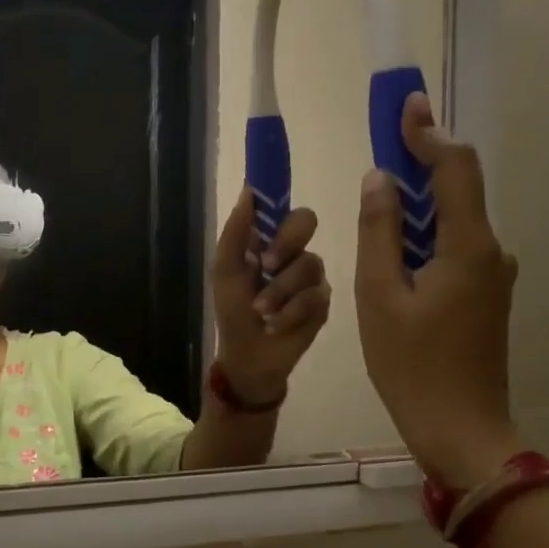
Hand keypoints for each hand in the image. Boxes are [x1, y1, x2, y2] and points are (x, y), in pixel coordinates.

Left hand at [210, 188, 331, 405]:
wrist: (248, 356)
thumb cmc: (232, 311)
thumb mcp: (225, 271)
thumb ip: (235, 232)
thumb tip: (248, 191)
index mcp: (267, 240)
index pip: (282, 207)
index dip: (280, 199)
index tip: (274, 199)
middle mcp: (293, 252)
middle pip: (306, 222)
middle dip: (285, 242)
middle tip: (267, 263)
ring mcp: (311, 277)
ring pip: (308, 264)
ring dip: (279, 291)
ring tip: (261, 312)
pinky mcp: (323, 303)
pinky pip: (315, 296)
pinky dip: (289, 312)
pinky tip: (276, 325)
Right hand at [355, 94, 521, 487]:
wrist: (461, 431)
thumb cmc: (411, 365)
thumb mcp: (379, 295)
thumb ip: (379, 231)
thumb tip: (380, 179)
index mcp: (468, 246)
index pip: (455, 167)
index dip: (428, 132)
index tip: (404, 105)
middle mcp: (491, 252)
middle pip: (456, 191)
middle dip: (418, 165)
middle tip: (380, 149)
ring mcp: (493, 277)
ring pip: (452, 223)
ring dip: (417, 208)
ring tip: (376, 210)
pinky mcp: (486, 298)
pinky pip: (454, 250)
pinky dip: (424, 239)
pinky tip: (395, 257)